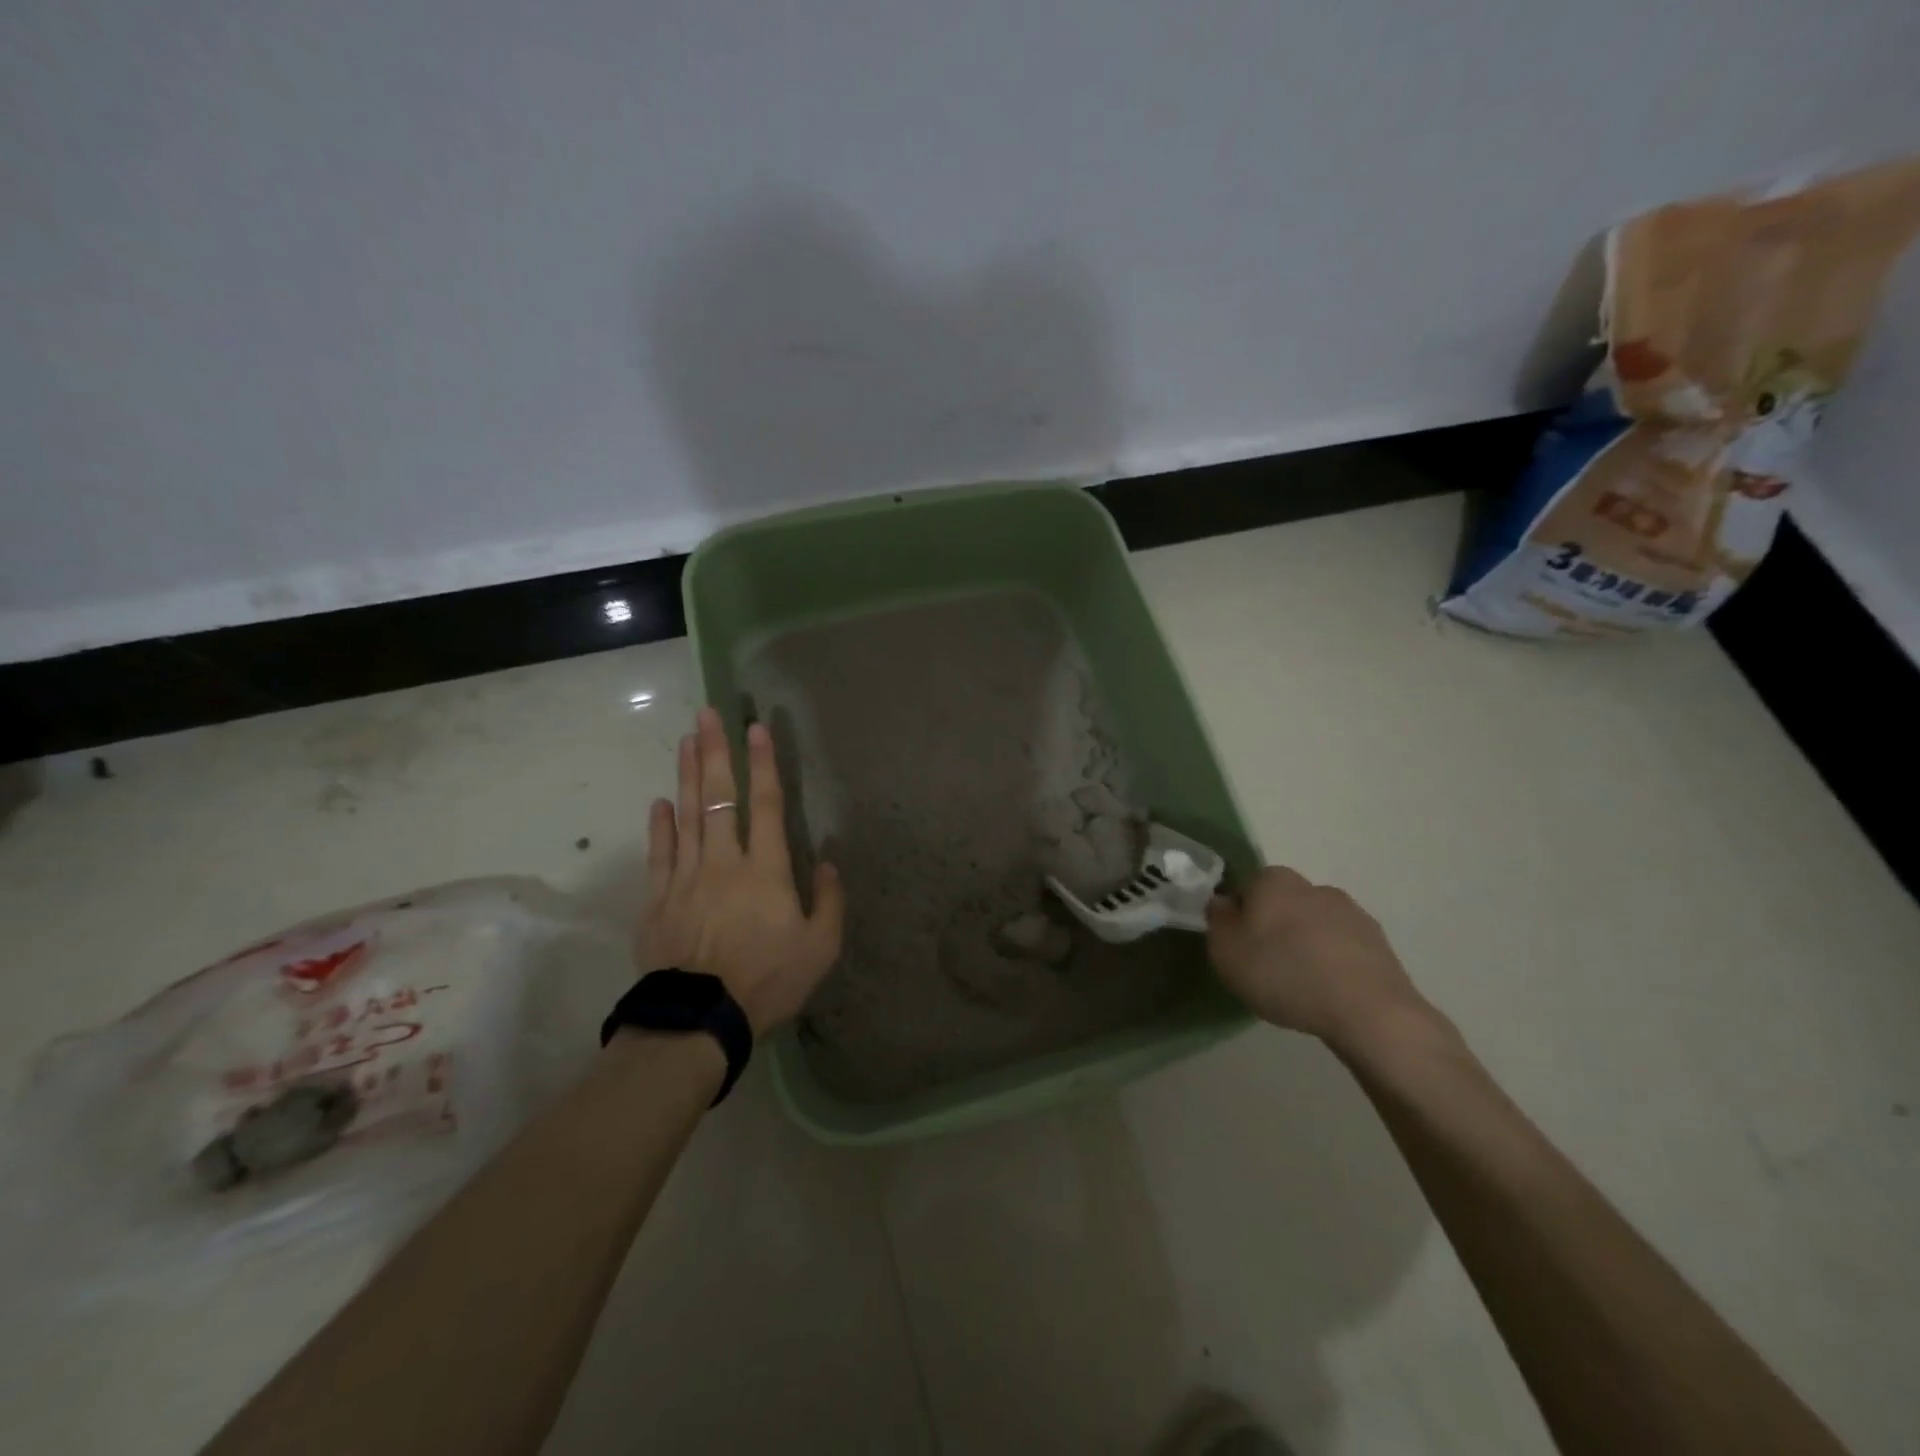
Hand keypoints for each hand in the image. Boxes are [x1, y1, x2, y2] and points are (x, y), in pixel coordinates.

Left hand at [638, 707, 844, 1035]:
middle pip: (718, 798)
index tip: (755, 729)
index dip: (762, 764)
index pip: (765, 805)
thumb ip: (830, 900)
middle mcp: (724, 862)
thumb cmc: (767, 981)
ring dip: (687, 776)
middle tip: (707, 714)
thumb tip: (827, 862)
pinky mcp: (658, 899)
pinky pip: (659, 853)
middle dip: (714, 752)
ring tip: (685, 740)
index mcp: (766, 870)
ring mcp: (686, 877)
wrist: (700, 1020)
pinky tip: (660, 802)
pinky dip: (660, 826)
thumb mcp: (820, 948)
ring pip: (686, 815)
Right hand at [1206, 866, 1430, 1051]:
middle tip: (1266, 966)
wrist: (1368, 1011)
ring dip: (1306, 945)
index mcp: (1273, 880)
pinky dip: (1333, 963)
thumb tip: (1223, 903)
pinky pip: (1343, 948)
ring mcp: (1351, 912)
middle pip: (1282, 904)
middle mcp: (1313, 886)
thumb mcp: (1225, 951)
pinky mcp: (1379, 943)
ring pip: (1314, 925)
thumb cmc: (1283, 973)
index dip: (1238, 915)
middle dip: (1274, 928)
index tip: (1237, 946)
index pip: (1246, 887)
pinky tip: (1328, 993)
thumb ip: (1217, 920)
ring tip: (1300, 985)